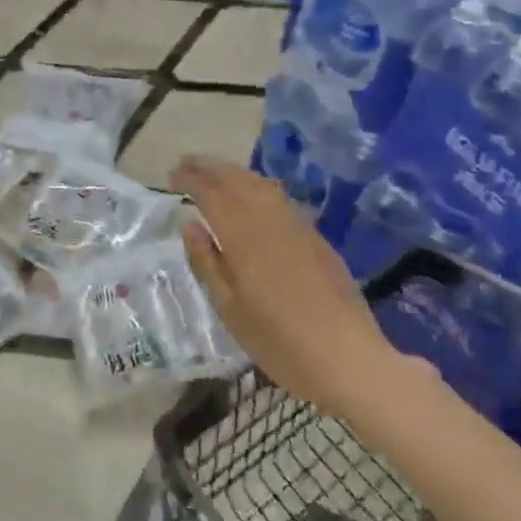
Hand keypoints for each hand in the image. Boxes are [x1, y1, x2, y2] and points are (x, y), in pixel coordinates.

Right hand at [172, 156, 401, 414]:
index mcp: (244, 238)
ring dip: (234, 172)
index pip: (212, 194)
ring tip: (215, 171)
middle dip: (210, 168)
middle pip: (237, 181)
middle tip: (187, 162)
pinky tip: (253, 193)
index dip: (191, 180)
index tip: (172, 173)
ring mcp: (297, 226)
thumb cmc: (280, 342)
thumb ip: (207, 263)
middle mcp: (270, 221)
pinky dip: (258, 185)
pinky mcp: (315, 237)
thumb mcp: (231, 310)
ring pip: (261, 185)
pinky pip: (280, 197)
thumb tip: (190, 225)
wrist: (349, 358)